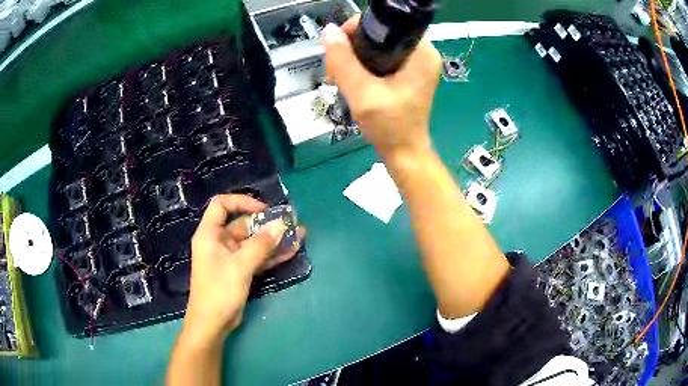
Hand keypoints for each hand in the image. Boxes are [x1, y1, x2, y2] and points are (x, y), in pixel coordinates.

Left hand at [180, 194, 304, 347]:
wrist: (212, 324)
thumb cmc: (219, 292)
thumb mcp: (240, 267)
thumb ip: (261, 245)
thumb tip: (281, 224)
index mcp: (210, 234)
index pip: (222, 205)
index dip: (242, 202)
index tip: (263, 210)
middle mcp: (219, 242)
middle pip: (243, 224)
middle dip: (267, 224)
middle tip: (291, 223)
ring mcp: (230, 257)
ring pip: (253, 242)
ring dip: (274, 240)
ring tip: (299, 235)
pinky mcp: (239, 271)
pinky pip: (257, 257)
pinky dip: (272, 255)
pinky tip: (291, 252)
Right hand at [323, 17, 441, 158]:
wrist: (403, 153)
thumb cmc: (389, 126)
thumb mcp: (362, 93)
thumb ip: (343, 61)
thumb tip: (328, 31)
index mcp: (421, 52)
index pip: (387, 24)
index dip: (358, 29)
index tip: (339, 46)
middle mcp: (423, 53)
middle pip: (381, 34)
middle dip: (354, 46)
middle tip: (337, 67)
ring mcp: (417, 64)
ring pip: (379, 46)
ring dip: (356, 57)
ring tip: (340, 76)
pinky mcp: (410, 74)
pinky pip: (383, 58)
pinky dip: (365, 65)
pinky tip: (351, 79)